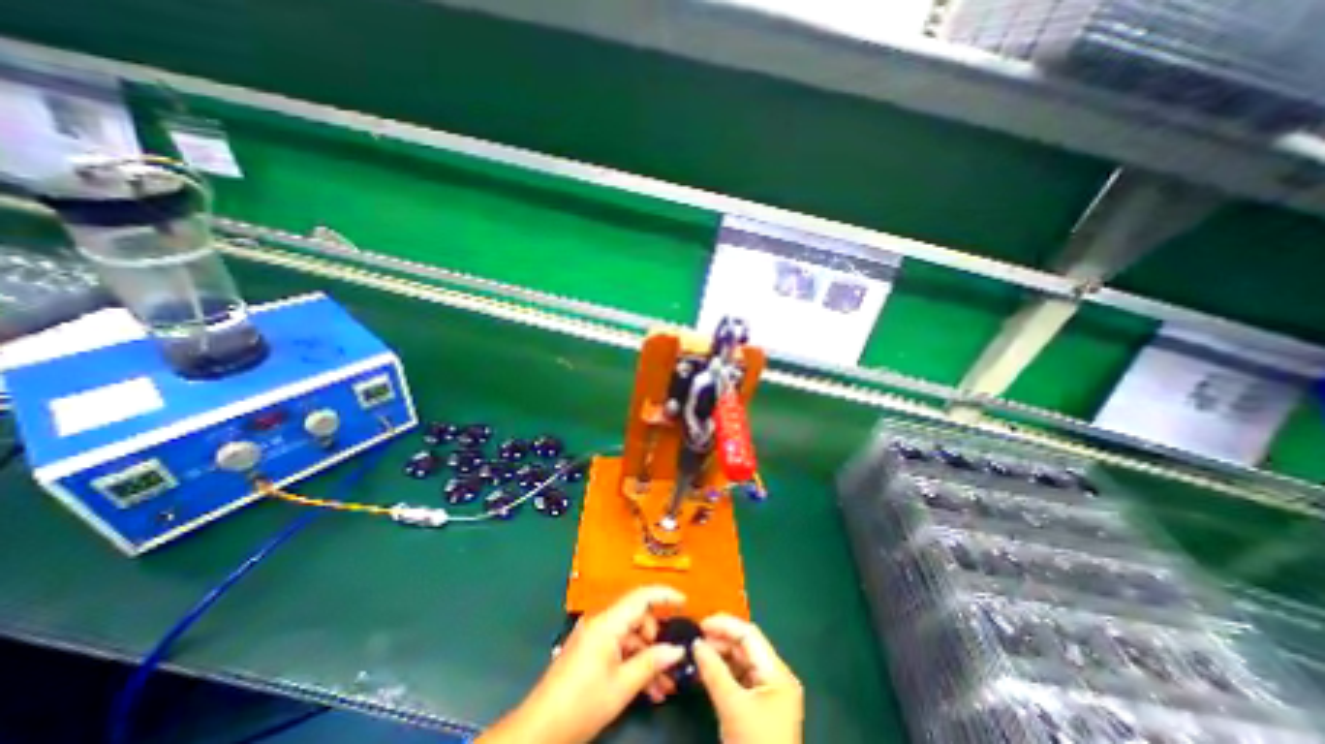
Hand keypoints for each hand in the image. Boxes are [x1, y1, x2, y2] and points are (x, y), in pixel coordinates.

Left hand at [479, 587, 689, 742]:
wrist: (539, 731)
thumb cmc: (581, 705)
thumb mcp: (621, 687)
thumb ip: (651, 663)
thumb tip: (677, 650)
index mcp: (608, 622)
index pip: (641, 596)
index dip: (664, 595)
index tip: (684, 602)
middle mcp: (601, 622)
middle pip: (637, 617)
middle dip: (657, 637)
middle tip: (671, 662)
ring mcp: (594, 636)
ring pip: (630, 636)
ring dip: (648, 656)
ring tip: (663, 687)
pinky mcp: (590, 650)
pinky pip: (619, 647)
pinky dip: (633, 663)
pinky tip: (647, 689)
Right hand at [696, 613, 801, 743]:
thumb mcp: (732, 707)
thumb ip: (713, 671)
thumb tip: (695, 643)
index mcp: (777, 672)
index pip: (749, 634)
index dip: (724, 625)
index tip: (700, 624)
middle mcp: (776, 676)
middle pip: (746, 646)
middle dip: (720, 639)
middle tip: (695, 640)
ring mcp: (769, 692)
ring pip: (741, 661)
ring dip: (720, 655)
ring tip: (697, 654)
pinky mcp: (760, 707)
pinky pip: (740, 678)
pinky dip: (723, 672)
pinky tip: (706, 671)